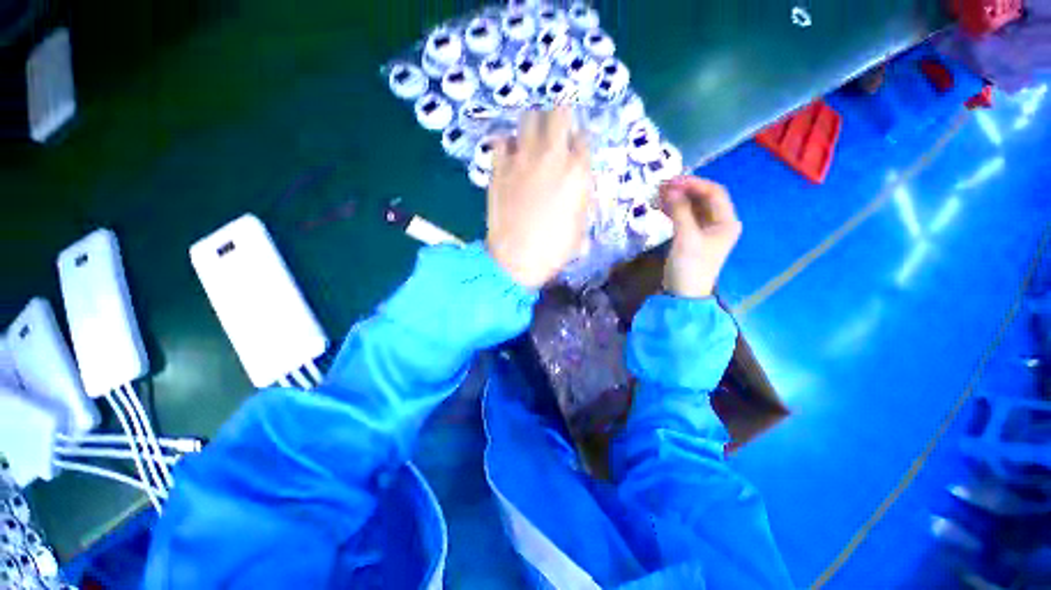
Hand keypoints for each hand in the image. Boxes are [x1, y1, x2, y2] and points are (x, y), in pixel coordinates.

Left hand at [486, 107, 591, 287]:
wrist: (517, 259)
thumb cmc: (554, 250)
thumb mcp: (580, 228)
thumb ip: (582, 202)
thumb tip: (578, 192)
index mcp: (578, 172)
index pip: (584, 137)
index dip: (580, 140)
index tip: (575, 147)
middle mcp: (552, 156)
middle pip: (559, 114)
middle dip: (560, 118)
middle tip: (556, 131)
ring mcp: (523, 159)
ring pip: (529, 118)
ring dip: (534, 124)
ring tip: (532, 138)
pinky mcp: (499, 167)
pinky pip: (501, 141)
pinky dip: (506, 143)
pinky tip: (509, 155)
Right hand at [659, 176, 741, 297]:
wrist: (683, 294)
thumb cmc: (689, 266)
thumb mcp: (686, 237)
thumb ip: (680, 211)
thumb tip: (670, 189)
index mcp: (726, 222)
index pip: (714, 192)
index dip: (694, 183)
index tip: (672, 181)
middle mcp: (719, 223)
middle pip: (704, 198)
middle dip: (684, 190)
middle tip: (662, 186)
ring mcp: (705, 230)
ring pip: (693, 207)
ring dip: (677, 199)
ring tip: (658, 194)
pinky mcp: (692, 237)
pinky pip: (685, 217)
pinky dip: (674, 210)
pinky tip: (661, 206)